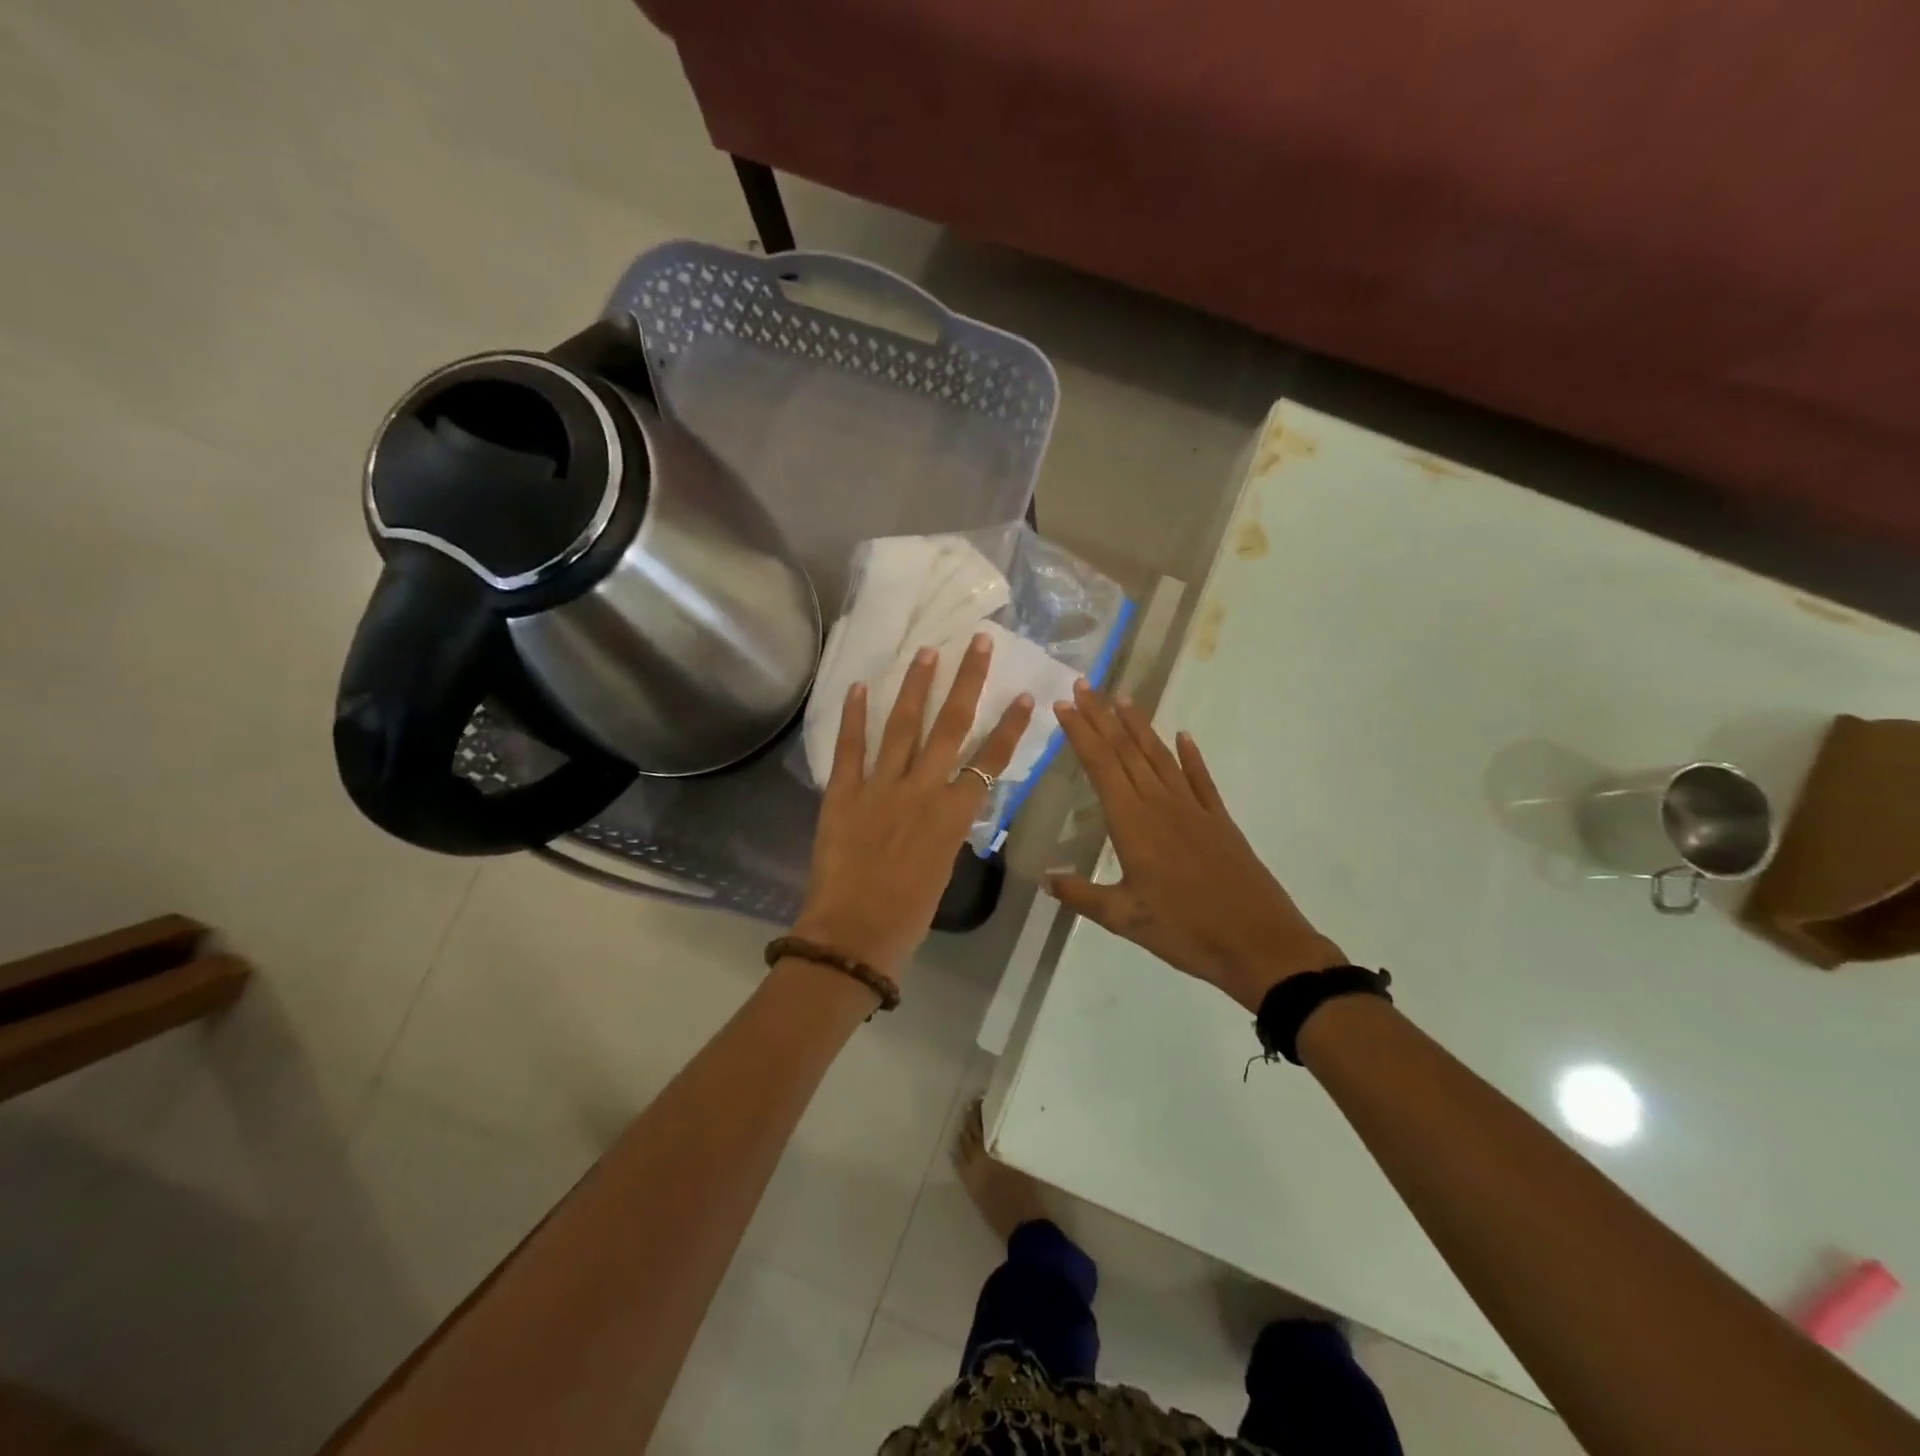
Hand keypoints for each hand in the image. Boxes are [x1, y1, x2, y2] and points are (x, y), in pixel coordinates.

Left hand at [794, 633, 1033, 979]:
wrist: (854, 935)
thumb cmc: (908, 916)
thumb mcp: (942, 869)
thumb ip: (946, 829)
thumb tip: (946, 806)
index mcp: (953, 815)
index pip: (990, 761)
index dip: (1010, 727)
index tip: (1025, 696)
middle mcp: (922, 790)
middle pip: (951, 727)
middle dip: (966, 682)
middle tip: (976, 643)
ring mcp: (880, 787)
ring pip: (903, 727)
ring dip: (916, 687)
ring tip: (927, 652)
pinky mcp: (843, 793)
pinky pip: (850, 748)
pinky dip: (854, 716)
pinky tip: (861, 685)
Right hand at [1047, 681, 1344, 1011]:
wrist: (1258, 942)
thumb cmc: (1185, 930)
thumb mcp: (1124, 918)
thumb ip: (1081, 895)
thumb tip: (1044, 878)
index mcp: (1133, 822)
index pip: (1100, 765)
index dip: (1081, 733)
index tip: (1063, 705)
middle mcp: (1161, 803)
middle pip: (1126, 750)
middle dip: (1102, 716)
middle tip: (1083, 685)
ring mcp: (1193, 808)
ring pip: (1160, 756)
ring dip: (1139, 726)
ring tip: (1122, 699)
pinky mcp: (1219, 820)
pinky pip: (1200, 778)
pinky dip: (1190, 755)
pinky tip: (1183, 736)